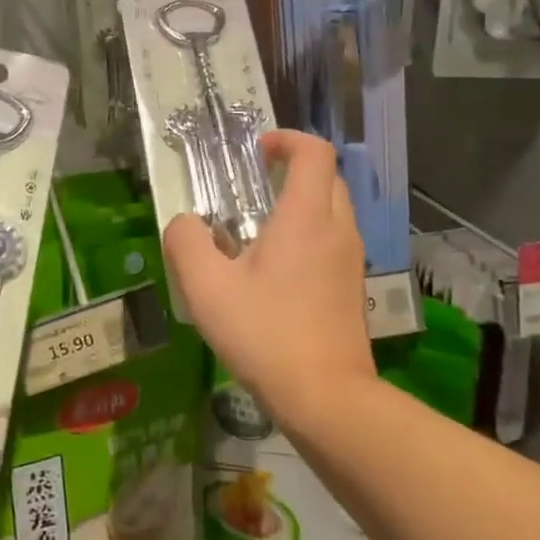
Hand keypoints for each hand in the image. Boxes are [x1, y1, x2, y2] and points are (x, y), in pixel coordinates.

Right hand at [162, 130, 375, 431]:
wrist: (328, 400)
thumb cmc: (266, 334)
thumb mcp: (207, 288)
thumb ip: (186, 242)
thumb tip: (185, 223)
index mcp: (306, 216)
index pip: (314, 151)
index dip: (286, 140)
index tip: (256, 154)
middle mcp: (337, 228)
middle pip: (327, 176)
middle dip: (293, 169)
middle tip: (255, 185)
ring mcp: (351, 259)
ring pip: (334, 208)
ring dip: (302, 202)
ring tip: (260, 229)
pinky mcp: (354, 287)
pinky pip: (335, 239)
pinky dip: (311, 234)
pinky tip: (278, 270)